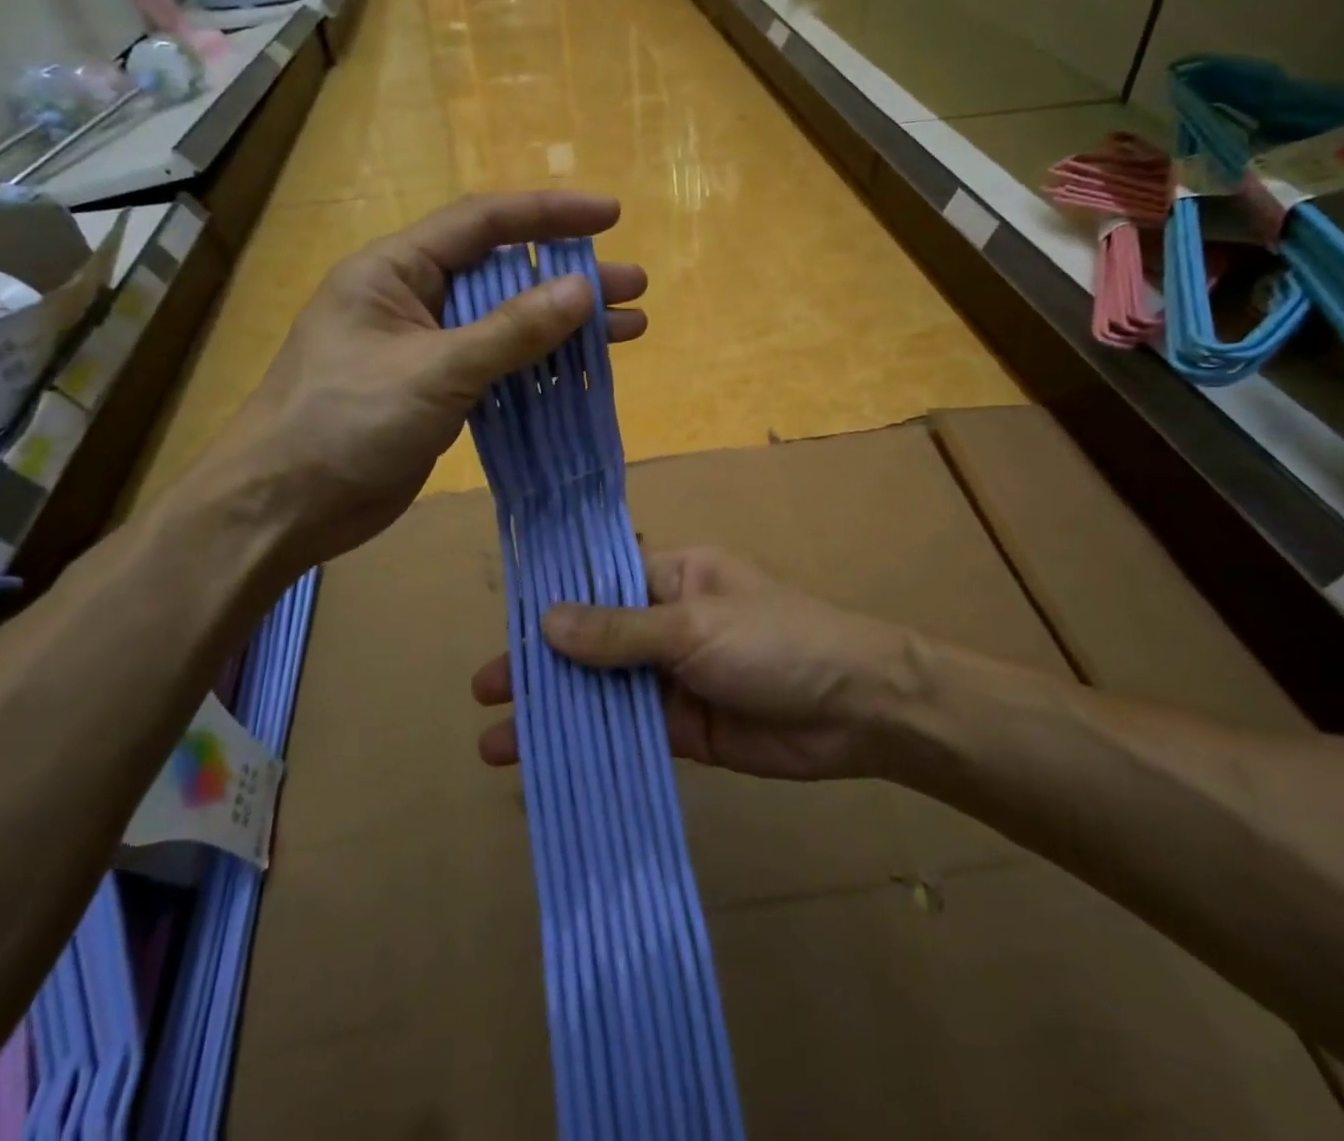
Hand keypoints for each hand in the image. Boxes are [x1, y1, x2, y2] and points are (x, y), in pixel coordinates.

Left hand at [194, 191, 646, 564]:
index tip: (610, 216)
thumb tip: (582, 290)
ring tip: (630, 328)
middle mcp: (414, 299)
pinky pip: (500, 367)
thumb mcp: (434, 371)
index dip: (549, 214)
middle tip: (634, 286)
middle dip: (571, 278)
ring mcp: (428, 349)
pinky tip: (583, 372)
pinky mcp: (438, 393)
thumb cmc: (345, 423)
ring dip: (565, 327)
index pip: (483, 223)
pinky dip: (541, 368)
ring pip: (508, 325)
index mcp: (396, 270)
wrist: (285, 507)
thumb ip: (511, 332)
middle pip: (505, 275)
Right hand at [473, 549, 923, 781]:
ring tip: (497, 743)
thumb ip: (620, 631)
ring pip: (603, 693)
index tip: (502, 629)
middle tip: (484, 692)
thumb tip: (546, 621)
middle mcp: (667, 623)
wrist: (859, 709)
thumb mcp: (694, 626)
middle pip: (592, 643)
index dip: (550, 606)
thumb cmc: (777, 642)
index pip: (598, 585)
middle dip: (541, 667)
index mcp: (672, 577)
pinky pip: (629, 734)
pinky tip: (552, 766)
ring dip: (557, 714)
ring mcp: (674, 679)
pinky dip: (592, 747)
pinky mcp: (685, 729)